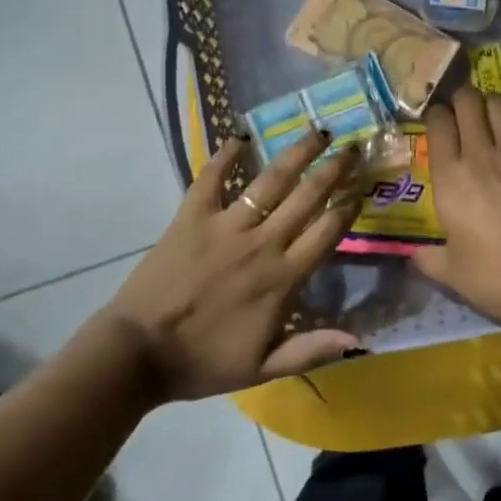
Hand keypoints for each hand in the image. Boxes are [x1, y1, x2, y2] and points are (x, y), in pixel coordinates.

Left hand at [98, 130, 364, 401]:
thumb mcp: (263, 368)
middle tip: (350, 147)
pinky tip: (240, 137)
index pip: (326, 233)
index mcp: (282, 278)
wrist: (140, 352)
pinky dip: (225, 156)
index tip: (361, 189)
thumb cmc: (203, 362)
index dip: (347, 209)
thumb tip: (359, 339)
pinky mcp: (191, 217)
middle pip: (306, 197)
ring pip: (270, 180)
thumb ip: (311, 350)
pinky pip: (211, 178)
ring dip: (296, 153)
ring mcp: (225, 225)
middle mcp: (261, 242)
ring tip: (315, 131)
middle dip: (333, 170)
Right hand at [413, 88, 500, 330]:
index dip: (436, 115)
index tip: (437, 121)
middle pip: (470, 102)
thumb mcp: (450, 272)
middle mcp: (482, 155)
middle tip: (461, 109)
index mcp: (450, 176)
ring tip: (490, 116)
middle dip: (462, 98)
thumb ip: (428, 258)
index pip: (439, 122)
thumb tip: (414, 256)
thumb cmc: (493, 276)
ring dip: (492, 106)